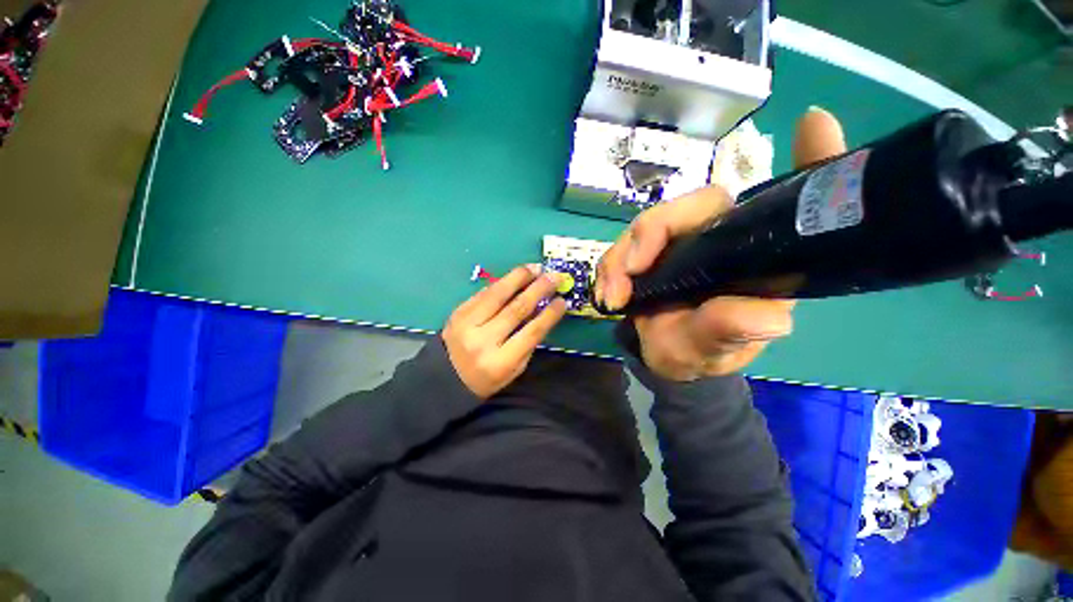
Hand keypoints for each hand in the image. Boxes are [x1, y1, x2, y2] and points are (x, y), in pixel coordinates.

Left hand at [444, 265, 567, 397]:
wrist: (445, 376)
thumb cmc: (487, 377)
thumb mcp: (514, 368)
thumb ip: (528, 341)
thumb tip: (542, 310)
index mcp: (500, 362)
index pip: (530, 333)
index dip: (549, 315)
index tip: (562, 300)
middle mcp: (482, 341)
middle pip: (515, 309)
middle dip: (538, 290)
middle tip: (553, 277)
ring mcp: (466, 324)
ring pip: (497, 295)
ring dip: (519, 278)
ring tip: (535, 268)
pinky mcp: (458, 312)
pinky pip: (484, 293)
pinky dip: (502, 282)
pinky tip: (516, 275)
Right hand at [595, 108, 848, 380]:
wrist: (665, 357)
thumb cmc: (699, 352)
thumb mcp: (717, 348)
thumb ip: (734, 331)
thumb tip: (770, 317)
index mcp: (748, 254)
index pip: (776, 202)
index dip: (804, 161)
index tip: (814, 125)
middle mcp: (712, 238)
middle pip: (684, 207)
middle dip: (651, 232)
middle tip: (630, 270)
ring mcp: (673, 245)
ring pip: (643, 227)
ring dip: (619, 257)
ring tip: (613, 297)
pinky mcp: (644, 255)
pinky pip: (619, 250)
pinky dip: (608, 269)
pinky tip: (607, 295)